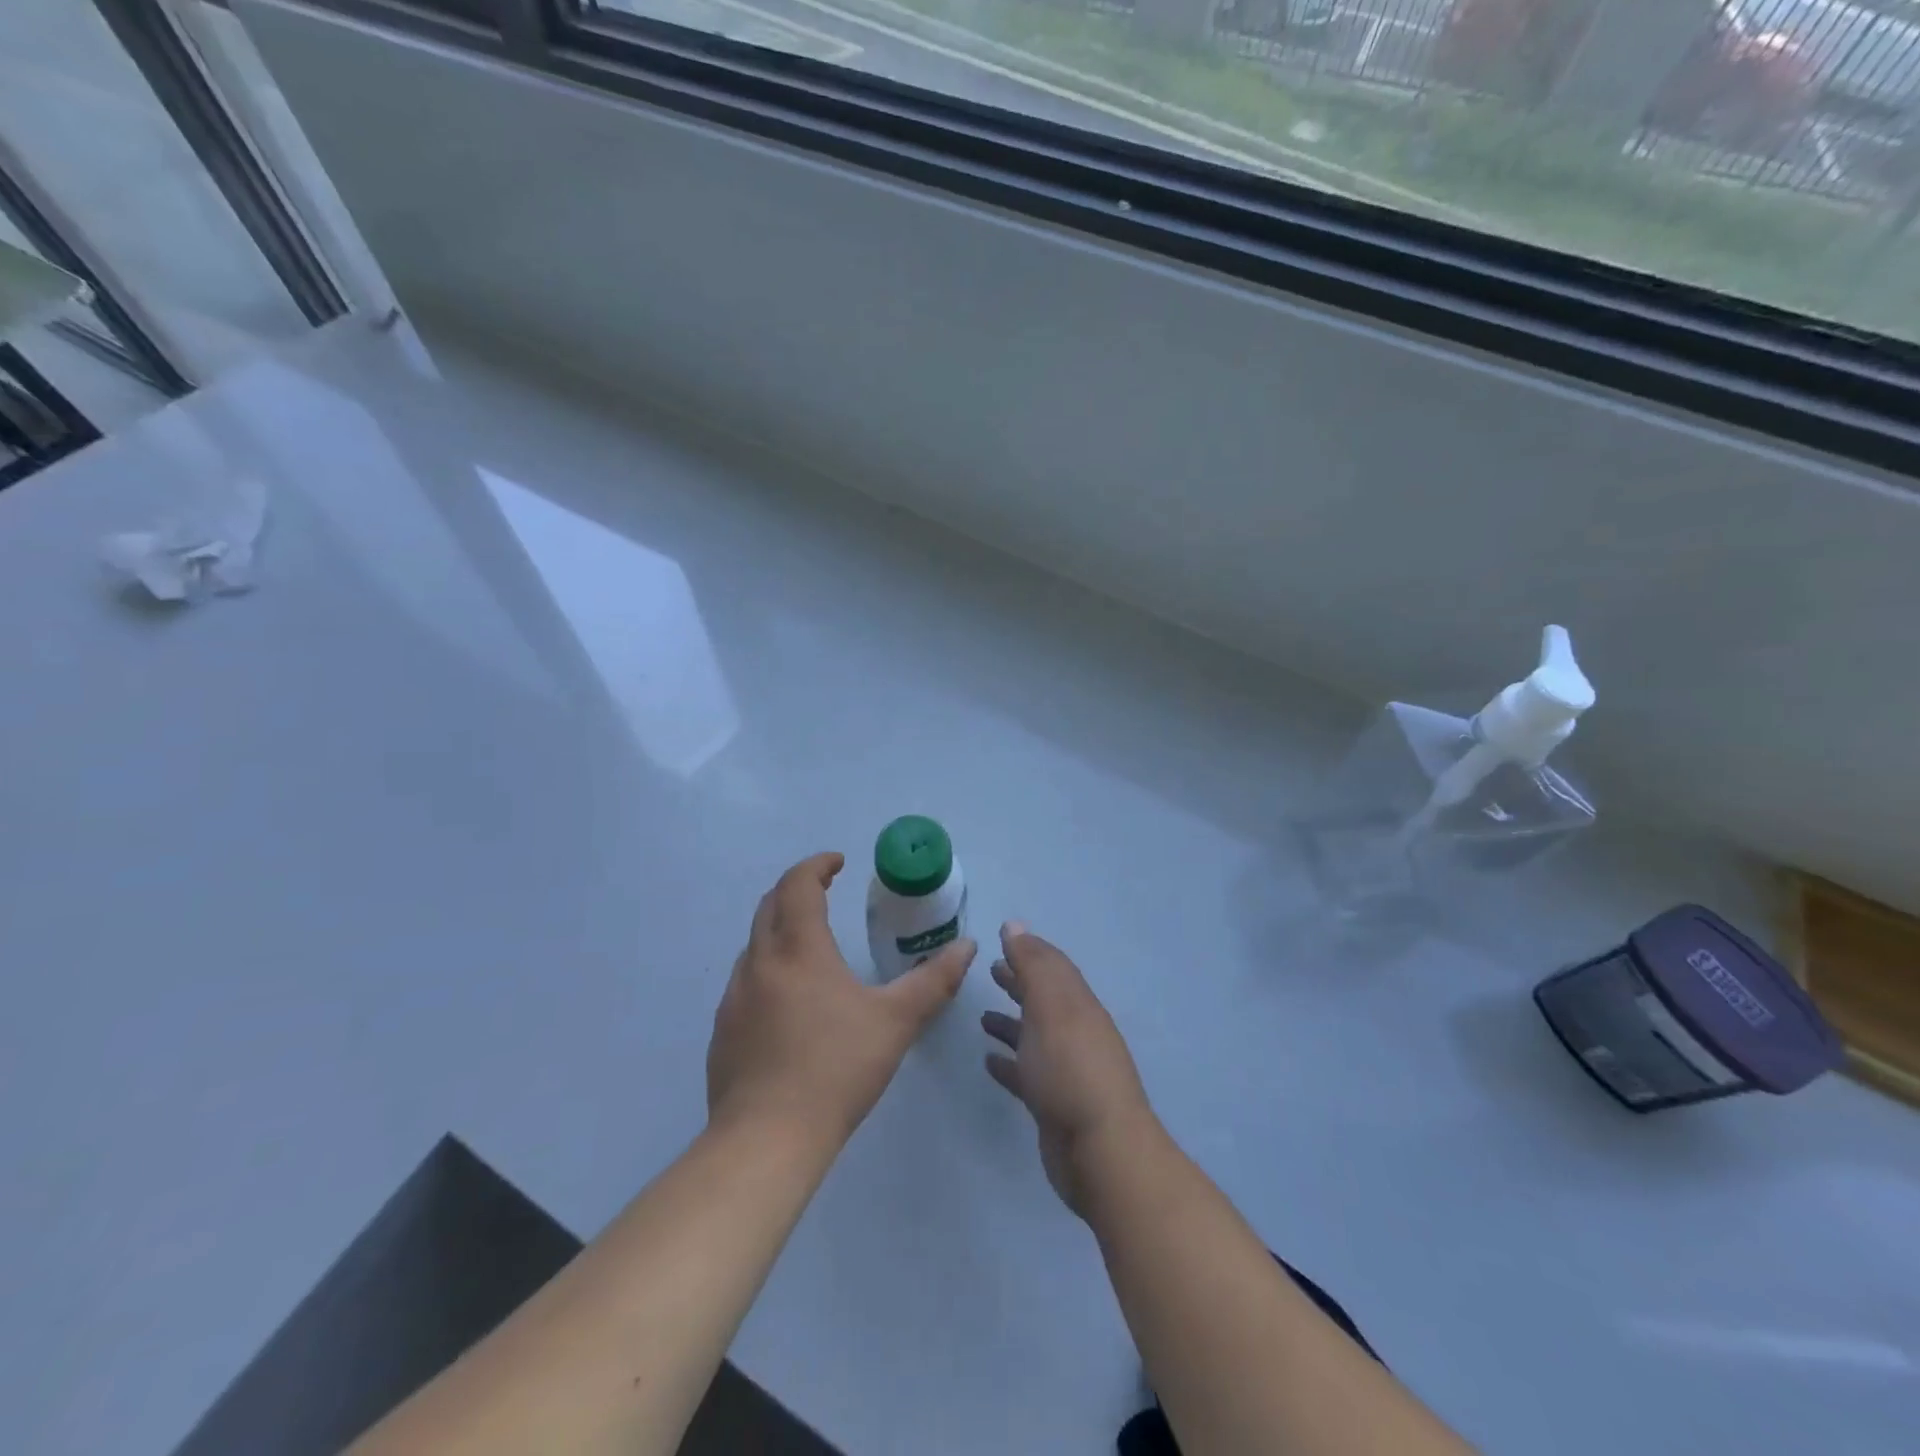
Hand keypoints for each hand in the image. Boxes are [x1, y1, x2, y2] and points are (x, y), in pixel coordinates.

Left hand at [708, 852, 975, 1149]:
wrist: (766, 1139)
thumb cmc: (836, 1069)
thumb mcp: (896, 1021)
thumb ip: (934, 980)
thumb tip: (966, 946)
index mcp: (799, 950)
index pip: (798, 885)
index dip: (817, 865)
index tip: (838, 862)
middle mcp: (760, 963)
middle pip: (769, 906)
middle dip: (796, 890)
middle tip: (823, 891)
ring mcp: (734, 998)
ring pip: (754, 945)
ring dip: (779, 930)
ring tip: (810, 945)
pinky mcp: (722, 1031)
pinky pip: (745, 982)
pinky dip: (767, 968)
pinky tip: (787, 1002)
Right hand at [982, 922, 1156, 1217]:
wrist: (1100, 1152)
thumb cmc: (1070, 1070)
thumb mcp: (1051, 1007)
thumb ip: (1033, 966)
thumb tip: (1015, 925)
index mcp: (1077, 1005)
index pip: (1052, 967)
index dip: (1028, 951)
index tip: (1001, 940)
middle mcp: (1075, 1032)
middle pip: (1044, 999)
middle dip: (1019, 983)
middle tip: (990, 971)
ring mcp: (1066, 1070)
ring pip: (1035, 1036)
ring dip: (1011, 1023)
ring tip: (982, 1017)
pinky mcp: (1054, 1104)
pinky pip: (1027, 1074)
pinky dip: (1009, 1063)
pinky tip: (989, 1062)